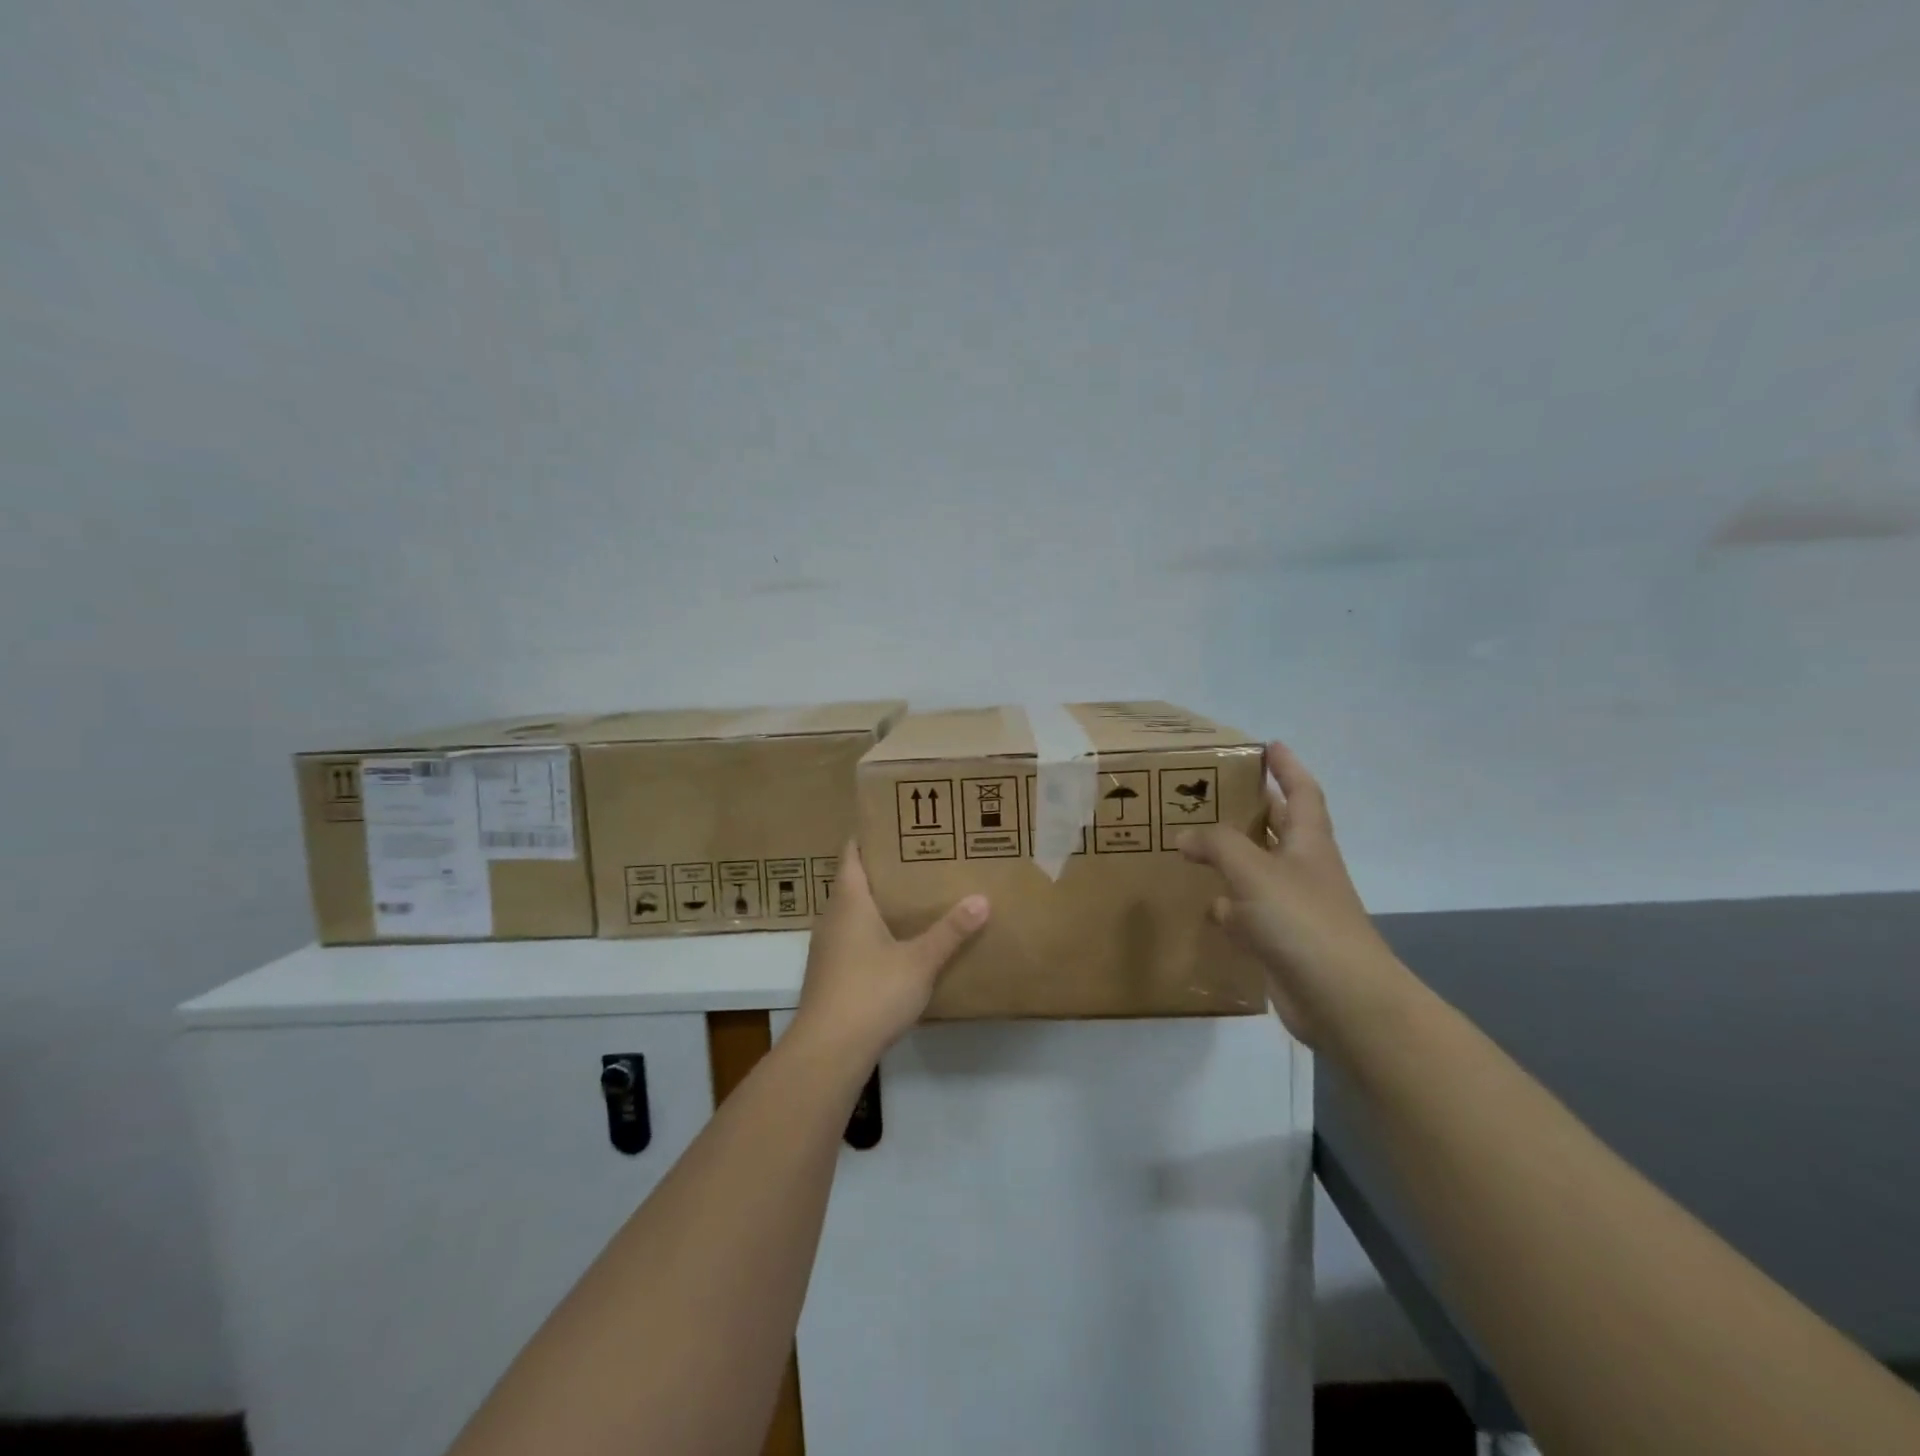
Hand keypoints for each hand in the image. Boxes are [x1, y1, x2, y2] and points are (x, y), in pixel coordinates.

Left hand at [788, 842, 988, 1067]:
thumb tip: (981, 898)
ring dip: (877, 901)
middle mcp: (832, 917)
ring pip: (852, 911)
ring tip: (914, 896)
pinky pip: (852, 937)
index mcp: (849, 901)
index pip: (851, 854)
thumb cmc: (871, 993)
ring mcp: (827, 947)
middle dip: (883, 868)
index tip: (896, 824)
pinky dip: (872, 930)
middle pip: (853, 880)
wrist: (828, 1050)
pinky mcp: (830, 973)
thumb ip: (950, 931)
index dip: (870, 836)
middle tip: (919, 858)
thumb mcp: (919, 961)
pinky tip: (897, 942)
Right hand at [1181, 742, 1405, 1047]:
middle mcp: (1304, 870)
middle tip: (1215, 790)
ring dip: (1233, 857)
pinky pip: (1247, 913)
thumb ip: (1218, 845)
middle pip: (1279, 828)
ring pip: (1258, 871)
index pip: (1302, 792)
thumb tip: (1185, 836)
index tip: (1269, 745)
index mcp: (1309, 843)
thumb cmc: (1303, 920)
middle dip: (1254, 807)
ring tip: (1195, 841)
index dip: (1288, 768)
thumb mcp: (1255, 870)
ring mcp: (1293, 908)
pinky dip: (1227, 906)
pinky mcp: (1280, 942)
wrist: (1341, 999)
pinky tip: (1203, 904)